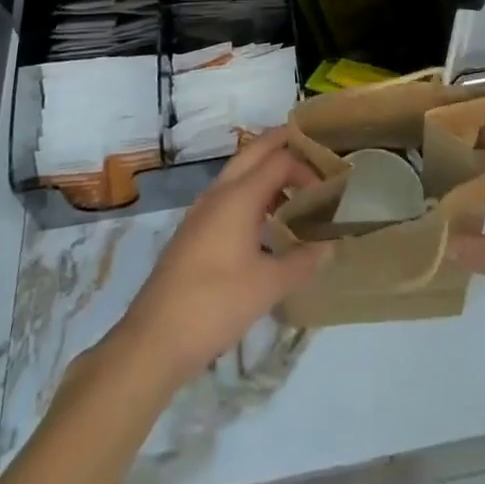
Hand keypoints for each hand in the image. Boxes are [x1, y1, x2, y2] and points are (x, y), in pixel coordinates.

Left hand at [114, 128, 328, 386]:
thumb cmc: (215, 304)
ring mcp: (202, 210)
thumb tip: (330, 246)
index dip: (307, 168)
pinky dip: (251, 192)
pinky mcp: (193, 231)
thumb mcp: (267, 286)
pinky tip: (263, 222)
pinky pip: (228, 194)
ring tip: (294, 188)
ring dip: (265, 169)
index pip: (279, 161)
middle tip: (312, 148)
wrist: (154, 340)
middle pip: (254, 151)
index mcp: (238, 196)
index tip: (328, 191)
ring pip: (238, 171)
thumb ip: (302, 262)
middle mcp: (219, 193)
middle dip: (282, 143)